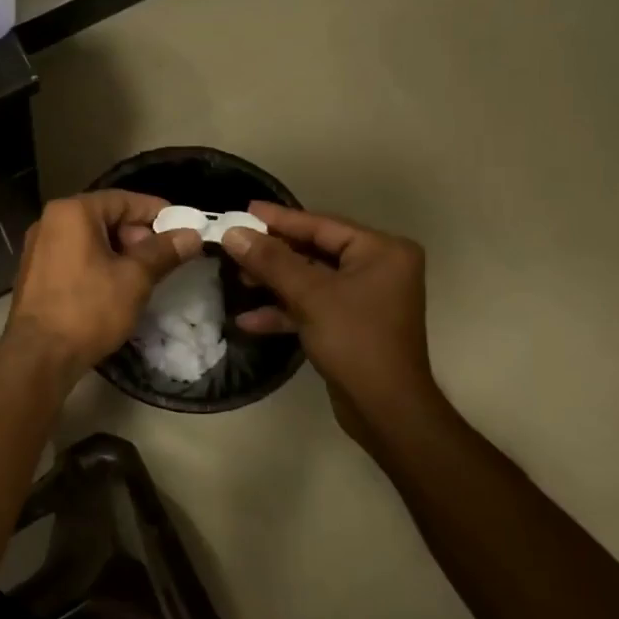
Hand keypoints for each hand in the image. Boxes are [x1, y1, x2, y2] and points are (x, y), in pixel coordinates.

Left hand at [7, 192, 203, 377]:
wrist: (38, 355)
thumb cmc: (89, 309)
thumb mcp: (134, 279)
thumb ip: (163, 251)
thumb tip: (192, 235)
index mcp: (72, 212)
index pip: (123, 199)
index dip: (157, 212)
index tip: (183, 227)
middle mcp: (50, 221)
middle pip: (105, 217)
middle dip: (138, 235)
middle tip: (164, 258)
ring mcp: (38, 247)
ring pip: (90, 239)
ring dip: (120, 252)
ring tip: (145, 276)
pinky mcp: (35, 273)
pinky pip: (75, 256)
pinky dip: (99, 264)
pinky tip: (116, 287)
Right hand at [221, 203, 441, 432]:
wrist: (385, 409)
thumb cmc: (355, 340)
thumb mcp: (310, 295)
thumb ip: (270, 261)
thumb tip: (232, 232)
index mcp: (381, 251)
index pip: (321, 225)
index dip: (279, 219)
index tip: (244, 209)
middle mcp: (377, 268)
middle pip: (314, 251)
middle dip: (272, 254)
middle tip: (233, 245)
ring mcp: (364, 298)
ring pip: (310, 280)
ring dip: (274, 283)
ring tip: (237, 279)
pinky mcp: (350, 324)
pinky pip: (313, 306)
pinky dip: (284, 311)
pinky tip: (248, 320)